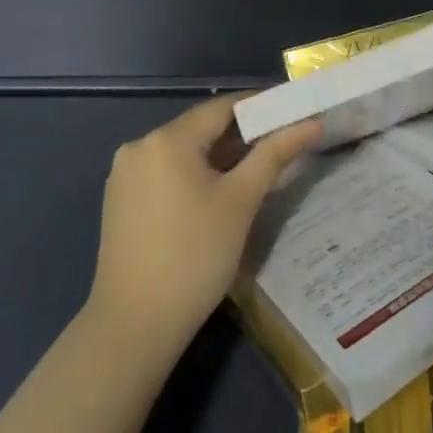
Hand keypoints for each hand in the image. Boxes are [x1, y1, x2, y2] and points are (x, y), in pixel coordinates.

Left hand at [86, 94, 320, 363]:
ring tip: (258, 173)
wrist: (134, 325)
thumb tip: (311, 124)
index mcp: (166, 139)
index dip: (260, 108)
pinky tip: (218, 197)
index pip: (222, 107)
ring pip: (183, 153)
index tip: (293, 115)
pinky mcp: (120, 202)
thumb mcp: (241, 202)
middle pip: (201, 129)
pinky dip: (195, 176)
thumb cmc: (195, 257)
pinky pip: (166, 174)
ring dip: (220, 158)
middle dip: (242, 136)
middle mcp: (139, 147)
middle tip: (283, 147)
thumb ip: (275, 155)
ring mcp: (125, 175)